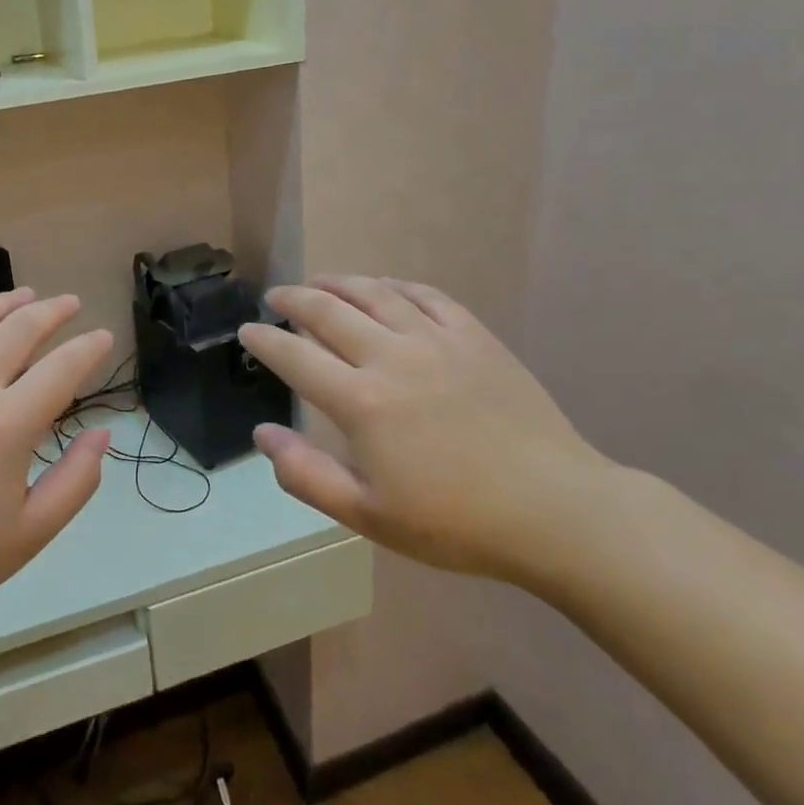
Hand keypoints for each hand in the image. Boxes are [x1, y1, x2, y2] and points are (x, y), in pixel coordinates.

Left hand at [0, 289, 111, 689]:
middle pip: (20, 327)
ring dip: (5, 301)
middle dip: (53, 310)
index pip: (63, 367)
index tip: (103, 337)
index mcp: (6, 425)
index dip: (89, 347)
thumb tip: (101, 433)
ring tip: (25, 297)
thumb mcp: (29, 534)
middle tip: (70, 303)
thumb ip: (76, 480)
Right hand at [238, 276, 614, 582]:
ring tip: (319, 282)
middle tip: (276, 297)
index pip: (295, 356)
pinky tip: (384, 287)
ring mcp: (436, 340)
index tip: (248, 330)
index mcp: (361, 402)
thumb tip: (263, 433)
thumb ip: (306, 475)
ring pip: (374, 293)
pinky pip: (426, 296)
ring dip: (338, 283)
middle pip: (328, 312)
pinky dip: (395, 285)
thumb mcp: (368, 516)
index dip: (265, 340)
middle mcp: (392, 357)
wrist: (555, 510)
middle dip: (294, 300)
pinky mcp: (474, 336)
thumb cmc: (456, 522)